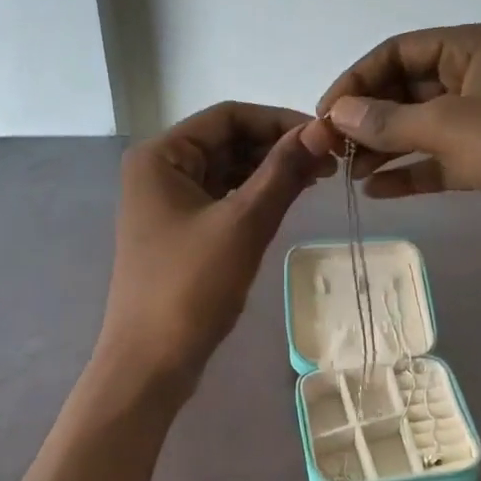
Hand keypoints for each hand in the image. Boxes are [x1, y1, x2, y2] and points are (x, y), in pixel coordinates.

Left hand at [101, 102, 332, 385]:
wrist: (150, 363)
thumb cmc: (191, 288)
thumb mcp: (243, 224)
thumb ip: (283, 171)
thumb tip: (323, 129)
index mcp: (161, 156)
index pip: (228, 116)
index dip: (280, 120)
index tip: (326, 136)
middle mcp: (160, 169)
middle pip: (228, 140)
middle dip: (278, 146)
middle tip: (330, 161)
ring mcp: (169, 201)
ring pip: (229, 169)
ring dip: (271, 170)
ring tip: (318, 179)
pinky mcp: (181, 230)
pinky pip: (224, 197)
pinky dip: (256, 195)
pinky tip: (289, 200)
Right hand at [306, 22, 480, 293]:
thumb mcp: (448, 127)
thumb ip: (386, 119)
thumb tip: (335, 113)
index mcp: (476, 47)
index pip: (400, 51)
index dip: (358, 79)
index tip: (324, 114)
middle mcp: (479, 76)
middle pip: (407, 88)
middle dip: (367, 117)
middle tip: (328, 148)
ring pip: (420, 126)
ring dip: (383, 146)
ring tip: (346, 172)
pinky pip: (437, 159)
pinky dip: (408, 172)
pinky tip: (376, 191)